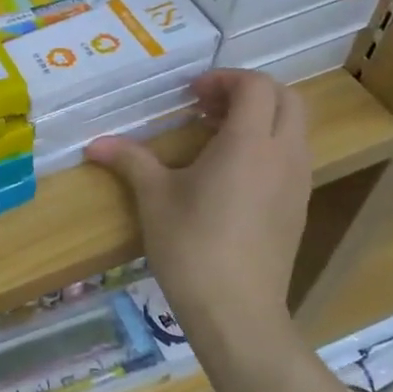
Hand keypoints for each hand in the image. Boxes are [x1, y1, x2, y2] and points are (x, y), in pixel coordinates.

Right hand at [86, 69, 309, 345]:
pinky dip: (267, 146)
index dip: (223, 79)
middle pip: (286, 99)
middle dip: (247, 92)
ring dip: (260, 118)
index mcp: (250, 143)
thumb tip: (93, 144)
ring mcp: (298, 183)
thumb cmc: (192, 246)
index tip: (190, 95)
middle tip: (206, 106)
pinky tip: (230, 173)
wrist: (237, 312)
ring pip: (294, 128)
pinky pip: (292, 157)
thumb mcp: (154, 198)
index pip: (255, 86)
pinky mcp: (298, 208)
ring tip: (215, 137)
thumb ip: (129, 160)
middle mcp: (283, 155)